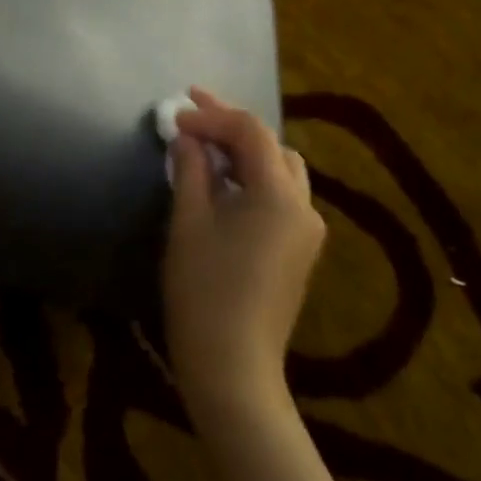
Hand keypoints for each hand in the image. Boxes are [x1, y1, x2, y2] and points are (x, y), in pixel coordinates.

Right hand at [162, 89, 325, 427]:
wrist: (233, 369)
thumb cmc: (204, 291)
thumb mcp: (189, 221)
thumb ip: (191, 169)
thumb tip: (187, 137)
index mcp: (279, 194)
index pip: (251, 131)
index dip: (212, 115)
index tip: (174, 115)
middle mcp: (303, 205)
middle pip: (271, 145)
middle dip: (230, 125)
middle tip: (192, 111)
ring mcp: (306, 231)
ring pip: (279, 169)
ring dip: (244, 150)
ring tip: (206, 143)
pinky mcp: (299, 251)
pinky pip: (280, 196)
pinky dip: (253, 178)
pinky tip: (223, 182)